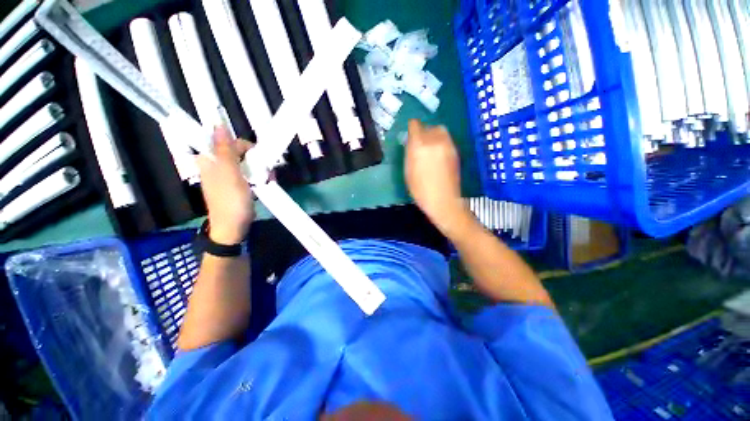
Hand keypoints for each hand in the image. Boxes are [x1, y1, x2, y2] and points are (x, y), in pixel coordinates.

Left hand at [196, 126, 254, 244]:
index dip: (244, 146)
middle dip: (255, 159)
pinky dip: (258, 176)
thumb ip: (225, 150)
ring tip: (267, 179)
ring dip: (259, 169)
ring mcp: (228, 176)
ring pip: (246, 163)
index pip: (227, 141)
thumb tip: (219, 125)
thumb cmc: (231, 200)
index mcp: (210, 160)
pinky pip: (248, 174)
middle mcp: (217, 165)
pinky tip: (265, 183)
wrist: (233, 226)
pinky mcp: (237, 185)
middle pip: (238, 152)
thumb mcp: (230, 174)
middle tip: (265, 170)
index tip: (258, 156)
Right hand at [405, 120, 467, 234]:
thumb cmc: (420, 190)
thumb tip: (411, 142)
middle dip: (423, 132)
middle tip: (420, 144)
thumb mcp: (408, 171)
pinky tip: (438, 156)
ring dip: (433, 136)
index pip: (415, 125)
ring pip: (440, 131)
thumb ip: (409, 153)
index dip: (411, 128)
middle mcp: (435, 140)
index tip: (410, 135)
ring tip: (430, 149)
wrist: (443, 201)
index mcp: (419, 145)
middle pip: (429, 126)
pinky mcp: (456, 151)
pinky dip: (441, 143)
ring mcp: (448, 145)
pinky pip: (447, 140)